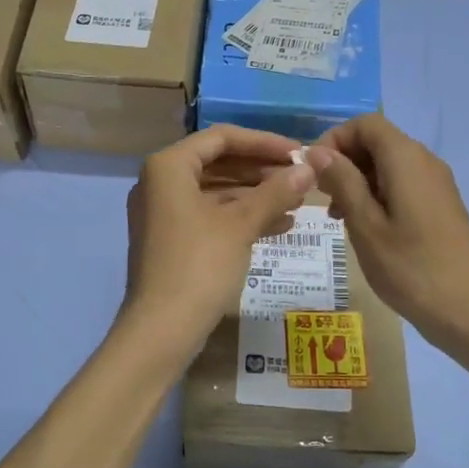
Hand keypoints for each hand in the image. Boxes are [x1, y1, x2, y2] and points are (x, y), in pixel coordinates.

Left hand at [121, 125, 314, 360]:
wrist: (161, 329)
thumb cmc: (199, 265)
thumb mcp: (241, 225)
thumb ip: (275, 192)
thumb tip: (309, 168)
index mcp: (168, 167)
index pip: (221, 138)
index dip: (263, 142)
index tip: (298, 152)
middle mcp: (160, 182)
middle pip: (218, 163)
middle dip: (261, 171)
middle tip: (301, 178)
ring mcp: (163, 213)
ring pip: (216, 192)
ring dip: (256, 196)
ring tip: (297, 203)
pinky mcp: (171, 239)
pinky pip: (210, 216)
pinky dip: (241, 218)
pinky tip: (280, 226)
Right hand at [308, 114, 468, 360]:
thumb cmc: (410, 268)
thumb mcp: (365, 224)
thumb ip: (341, 181)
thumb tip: (317, 151)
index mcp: (406, 159)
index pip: (365, 124)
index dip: (334, 139)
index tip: (313, 172)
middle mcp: (424, 161)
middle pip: (377, 141)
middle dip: (344, 161)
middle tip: (322, 198)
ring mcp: (435, 184)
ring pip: (387, 164)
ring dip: (357, 180)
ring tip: (338, 218)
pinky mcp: (439, 205)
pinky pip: (401, 184)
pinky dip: (376, 195)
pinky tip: (364, 227)